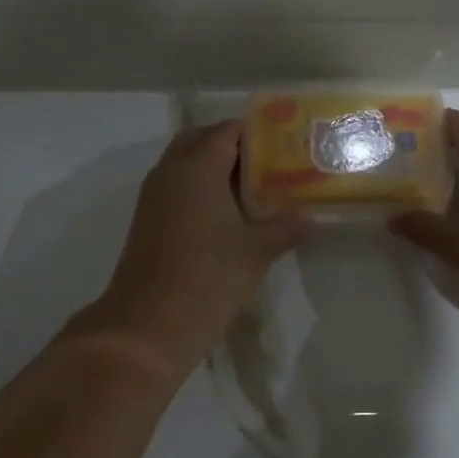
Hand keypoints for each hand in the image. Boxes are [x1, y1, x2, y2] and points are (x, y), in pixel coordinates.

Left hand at [85, 120, 304, 381]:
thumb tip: (311, 217)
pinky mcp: (147, 221)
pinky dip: (199, 189)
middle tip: (266, 163)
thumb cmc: (208, 277)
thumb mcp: (256, 251)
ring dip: (213, 168)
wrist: (147, 326)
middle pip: (200, 140)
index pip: (227, 130)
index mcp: (197, 166)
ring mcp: (154, 197)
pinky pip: (176, 188)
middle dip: (230, 145)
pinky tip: (226, 215)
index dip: (255, 132)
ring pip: (184, 164)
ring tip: (252, 189)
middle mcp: (171, 171)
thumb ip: (285, 227)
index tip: (284, 142)